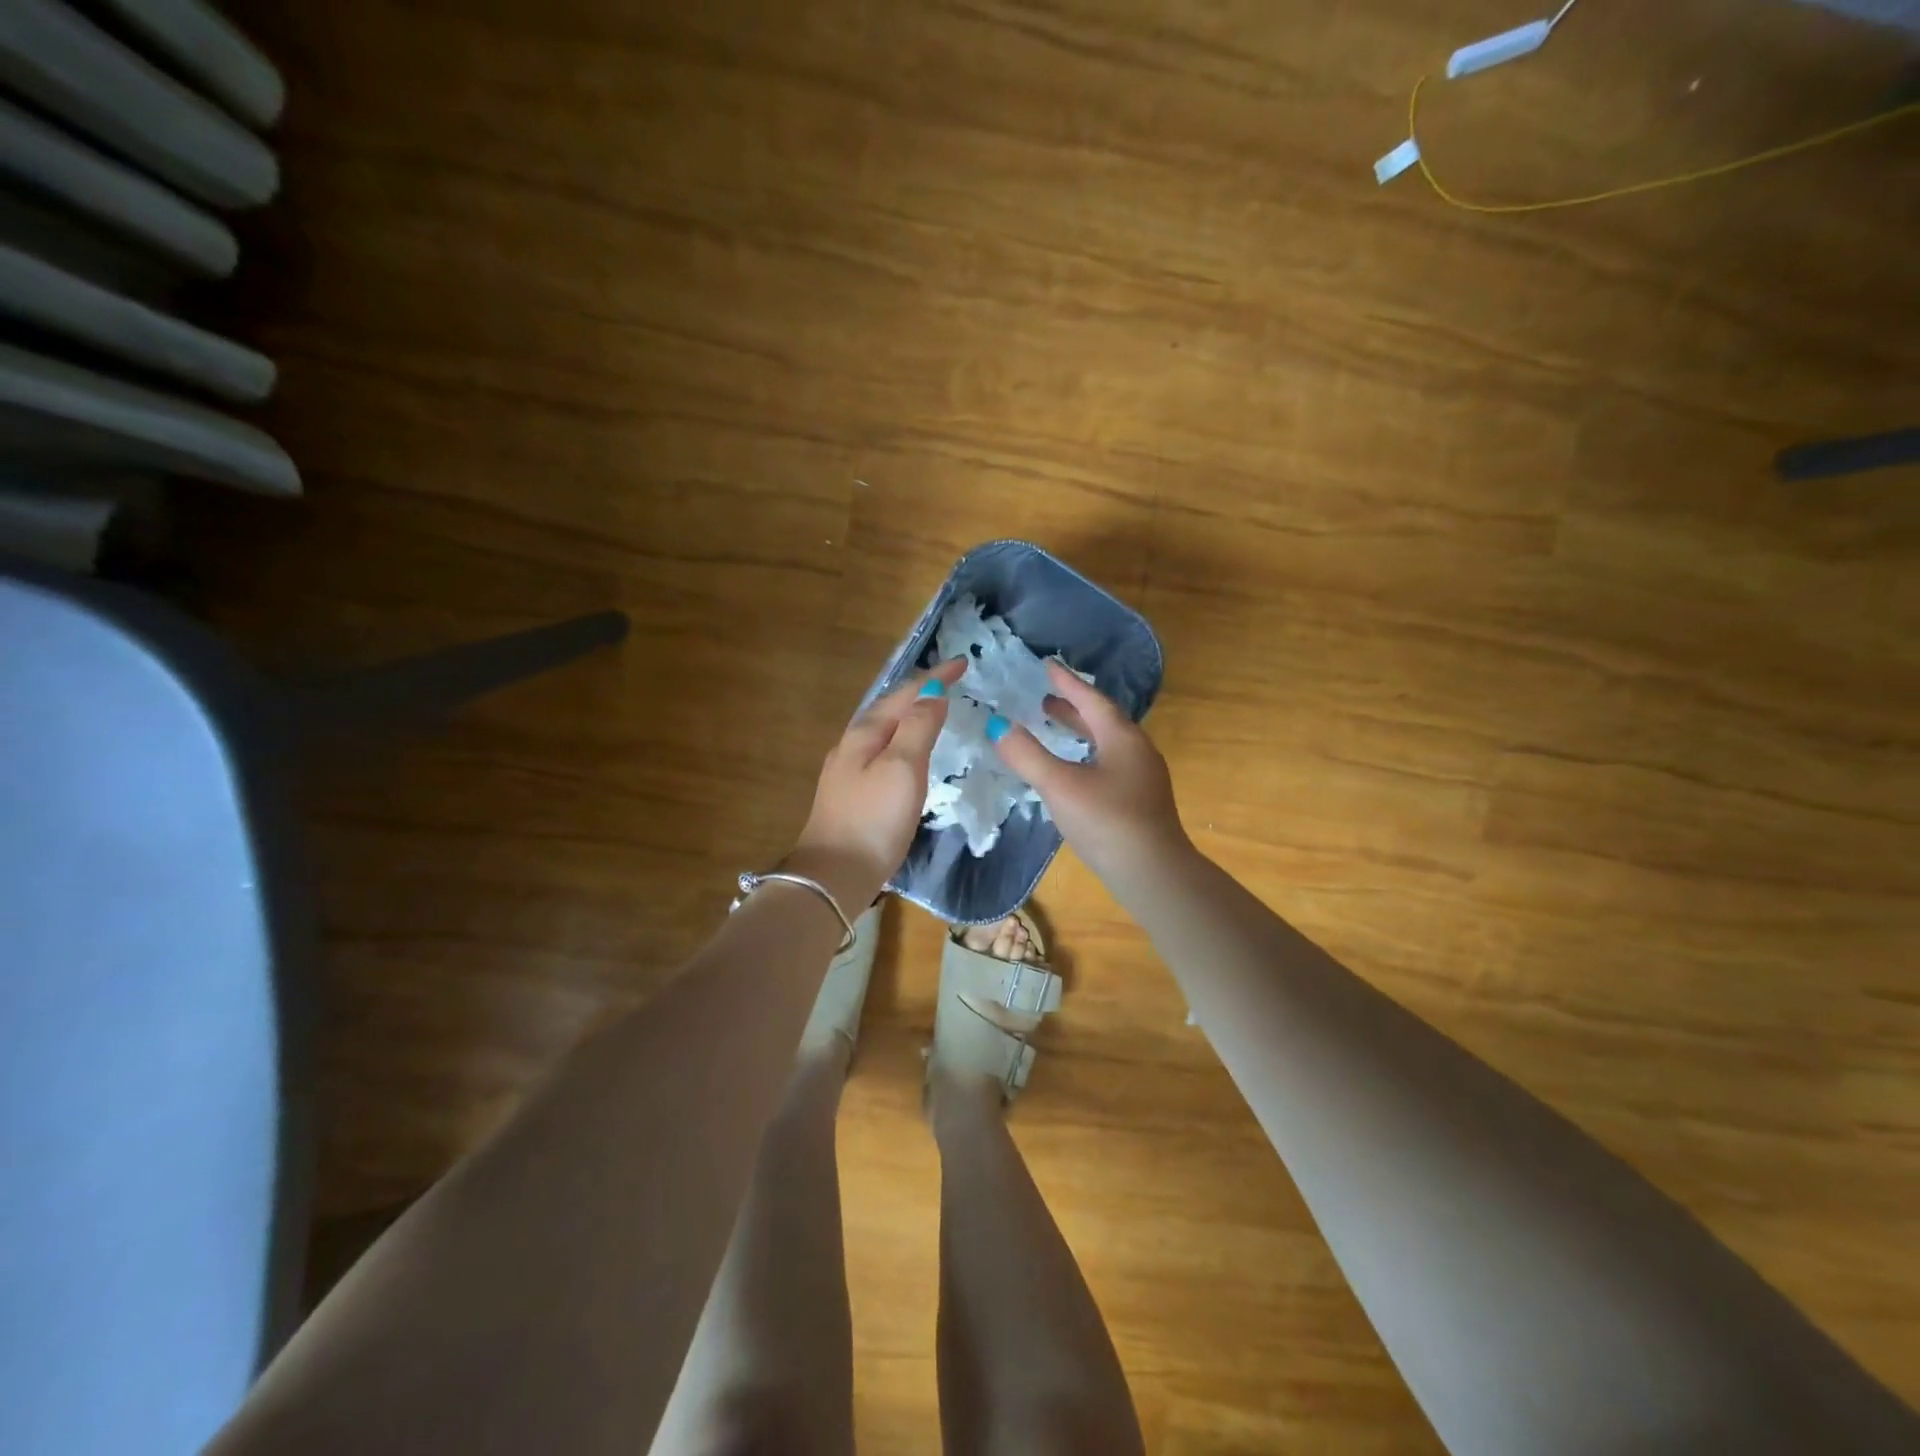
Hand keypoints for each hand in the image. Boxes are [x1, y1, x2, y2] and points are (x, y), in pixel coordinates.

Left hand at [791, 657, 966, 905]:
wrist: (834, 877)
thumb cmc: (873, 819)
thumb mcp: (903, 767)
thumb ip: (919, 726)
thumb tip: (933, 693)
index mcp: (865, 733)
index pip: (905, 693)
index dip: (935, 676)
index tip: (963, 663)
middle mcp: (852, 745)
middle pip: (890, 708)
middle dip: (921, 691)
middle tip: (951, 683)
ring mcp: (849, 771)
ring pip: (885, 730)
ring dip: (911, 715)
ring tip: (936, 711)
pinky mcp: (853, 796)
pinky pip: (883, 753)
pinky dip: (904, 741)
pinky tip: (912, 755)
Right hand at [989, 661, 1189, 882]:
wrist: (1153, 874)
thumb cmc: (1106, 821)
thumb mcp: (1060, 785)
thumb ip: (1027, 755)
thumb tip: (998, 726)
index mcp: (1122, 738)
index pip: (1092, 700)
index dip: (1067, 683)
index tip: (1048, 666)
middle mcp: (1137, 751)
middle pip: (1102, 720)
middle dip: (1073, 708)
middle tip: (1045, 700)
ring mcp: (1142, 778)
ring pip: (1106, 744)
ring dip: (1080, 732)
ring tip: (1053, 728)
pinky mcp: (1140, 802)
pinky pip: (1109, 764)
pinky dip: (1086, 756)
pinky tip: (1072, 772)